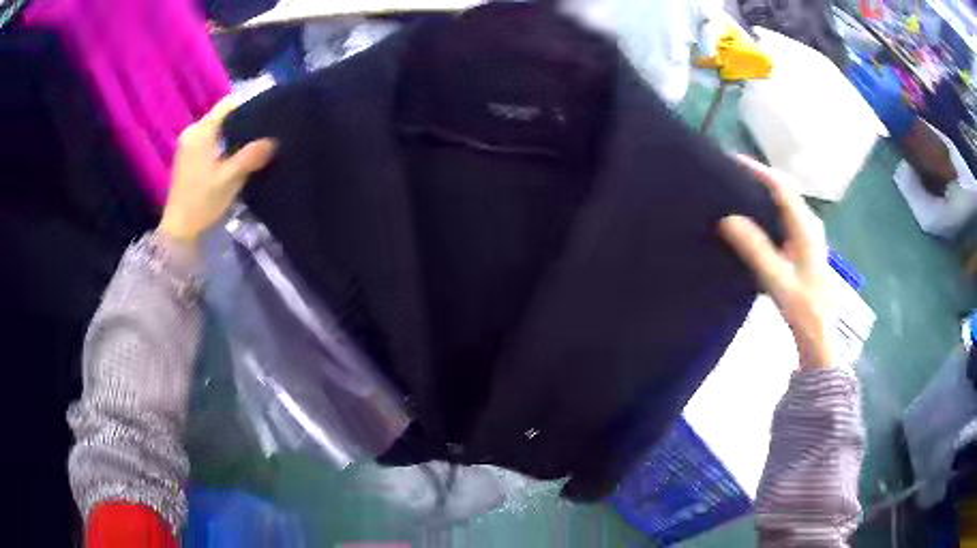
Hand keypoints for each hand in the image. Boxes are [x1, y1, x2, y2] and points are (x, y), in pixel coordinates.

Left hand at [159, 97, 276, 242]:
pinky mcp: (188, 157)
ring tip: (256, 140)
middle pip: (223, 115)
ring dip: (235, 132)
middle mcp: (192, 132)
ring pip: (218, 128)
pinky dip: (225, 142)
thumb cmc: (201, 202)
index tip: (270, 110)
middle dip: (245, 119)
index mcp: (200, 131)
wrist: (179, 231)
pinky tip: (238, 154)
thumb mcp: (229, 179)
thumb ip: (251, 157)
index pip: (229, 104)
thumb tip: (274, 140)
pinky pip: (211, 140)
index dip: (250, 103)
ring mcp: (188, 145)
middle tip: (267, 128)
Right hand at [719, 155, 832, 369]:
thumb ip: (754, 248)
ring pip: (784, 201)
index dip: (757, 170)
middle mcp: (809, 222)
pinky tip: (753, 217)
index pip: (781, 186)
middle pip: (783, 188)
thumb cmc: (802, 307)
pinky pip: (784, 214)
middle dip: (758, 177)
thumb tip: (726, 218)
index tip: (730, 162)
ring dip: (763, 191)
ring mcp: (809, 232)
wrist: (820, 332)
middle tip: (729, 175)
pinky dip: (768, 207)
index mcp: (806, 226)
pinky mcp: (805, 243)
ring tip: (736, 191)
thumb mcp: (776, 279)